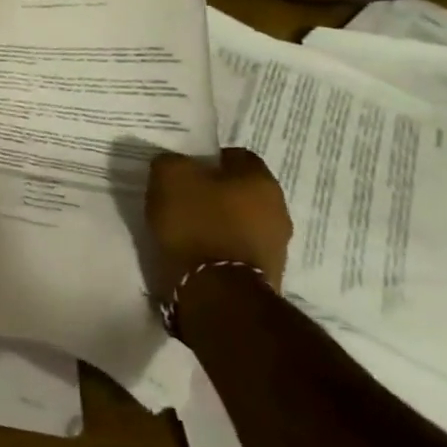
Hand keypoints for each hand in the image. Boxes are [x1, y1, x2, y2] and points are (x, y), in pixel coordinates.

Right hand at [145, 147, 291, 298]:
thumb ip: (171, 162)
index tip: (184, 169)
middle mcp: (278, 208)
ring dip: (219, 220)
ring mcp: (277, 243)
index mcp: (260, 179)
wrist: (218, 290)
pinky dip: (220, 245)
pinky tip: (197, 250)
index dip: (207, 158)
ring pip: (242, 219)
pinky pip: (239, 246)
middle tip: (182, 196)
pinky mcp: (267, 272)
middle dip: (214, 191)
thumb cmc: (196, 222)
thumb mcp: (168, 177)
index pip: (236, 155)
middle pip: (241, 189)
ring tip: (186, 227)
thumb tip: (175, 164)